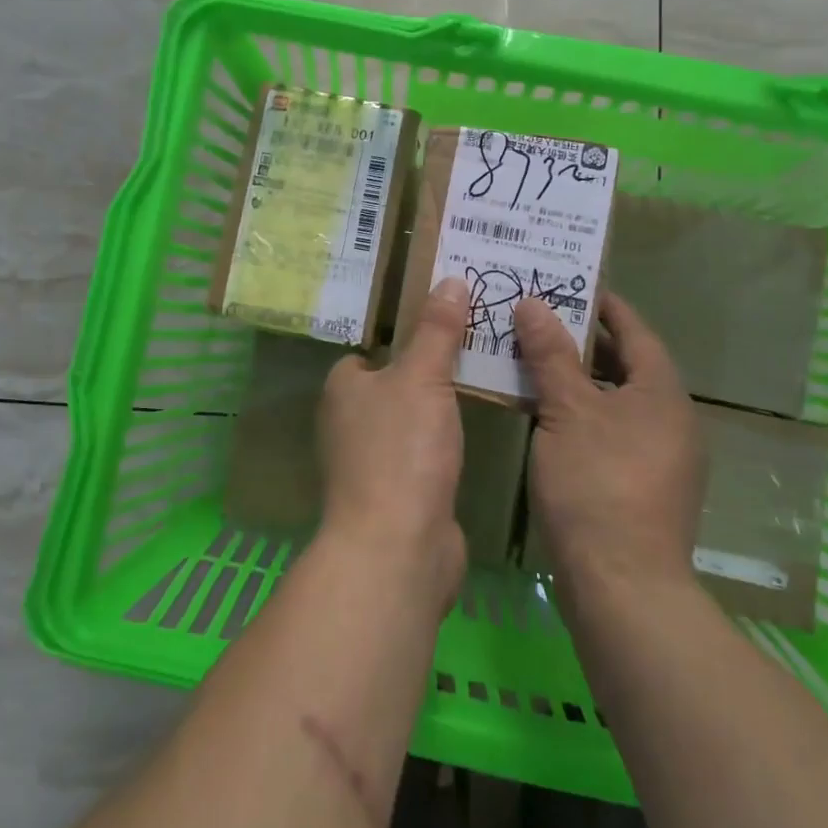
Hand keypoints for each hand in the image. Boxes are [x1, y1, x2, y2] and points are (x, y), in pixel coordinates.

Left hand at [316, 277, 470, 605]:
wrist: (398, 548)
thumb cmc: (402, 450)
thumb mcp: (423, 377)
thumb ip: (437, 329)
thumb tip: (449, 279)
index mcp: (343, 388)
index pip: (370, 349)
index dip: (404, 334)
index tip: (445, 320)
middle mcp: (348, 422)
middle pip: (393, 382)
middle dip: (429, 368)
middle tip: (476, 342)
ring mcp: (371, 462)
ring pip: (410, 418)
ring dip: (439, 407)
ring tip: (485, 376)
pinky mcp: (397, 493)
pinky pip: (423, 453)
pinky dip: (443, 443)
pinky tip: (475, 430)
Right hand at [515, 292, 703, 592]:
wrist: (623, 588)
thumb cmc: (597, 484)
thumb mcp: (567, 411)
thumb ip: (550, 354)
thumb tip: (534, 303)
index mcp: (662, 393)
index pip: (635, 331)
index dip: (604, 305)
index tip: (571, 284)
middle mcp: (671, 420)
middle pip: (627, 365)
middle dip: (585, 342)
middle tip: (541, 319)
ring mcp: (661, 458)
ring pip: (616, 401)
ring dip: (579, 380)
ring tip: (535, 361)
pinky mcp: (643, 488)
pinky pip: (611, 431)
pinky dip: (582, 415)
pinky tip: (546, 417)